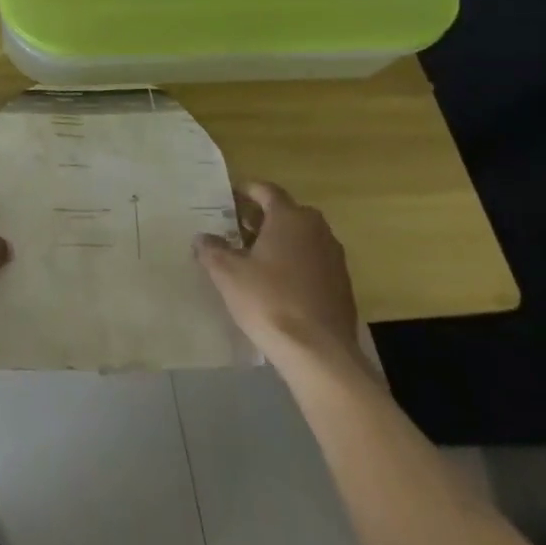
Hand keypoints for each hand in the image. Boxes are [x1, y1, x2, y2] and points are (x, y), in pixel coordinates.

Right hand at [195, 181, 363, 370]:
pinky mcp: (342, 286)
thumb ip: (211, 249)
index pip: (266, 190)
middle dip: (261, 218)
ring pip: (301, 238)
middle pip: (286, 213)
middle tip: (235, 229)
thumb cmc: (269, 301)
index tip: (227, 198)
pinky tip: (276, 284)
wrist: (320, 354)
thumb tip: (203, 238)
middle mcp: (317, 230)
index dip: (245, 191)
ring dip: (279, 241)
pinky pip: (313, 262)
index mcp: (290, 218)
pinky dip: (294, 263)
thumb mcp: (226, 272)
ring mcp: (334, 258)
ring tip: (252, 257)